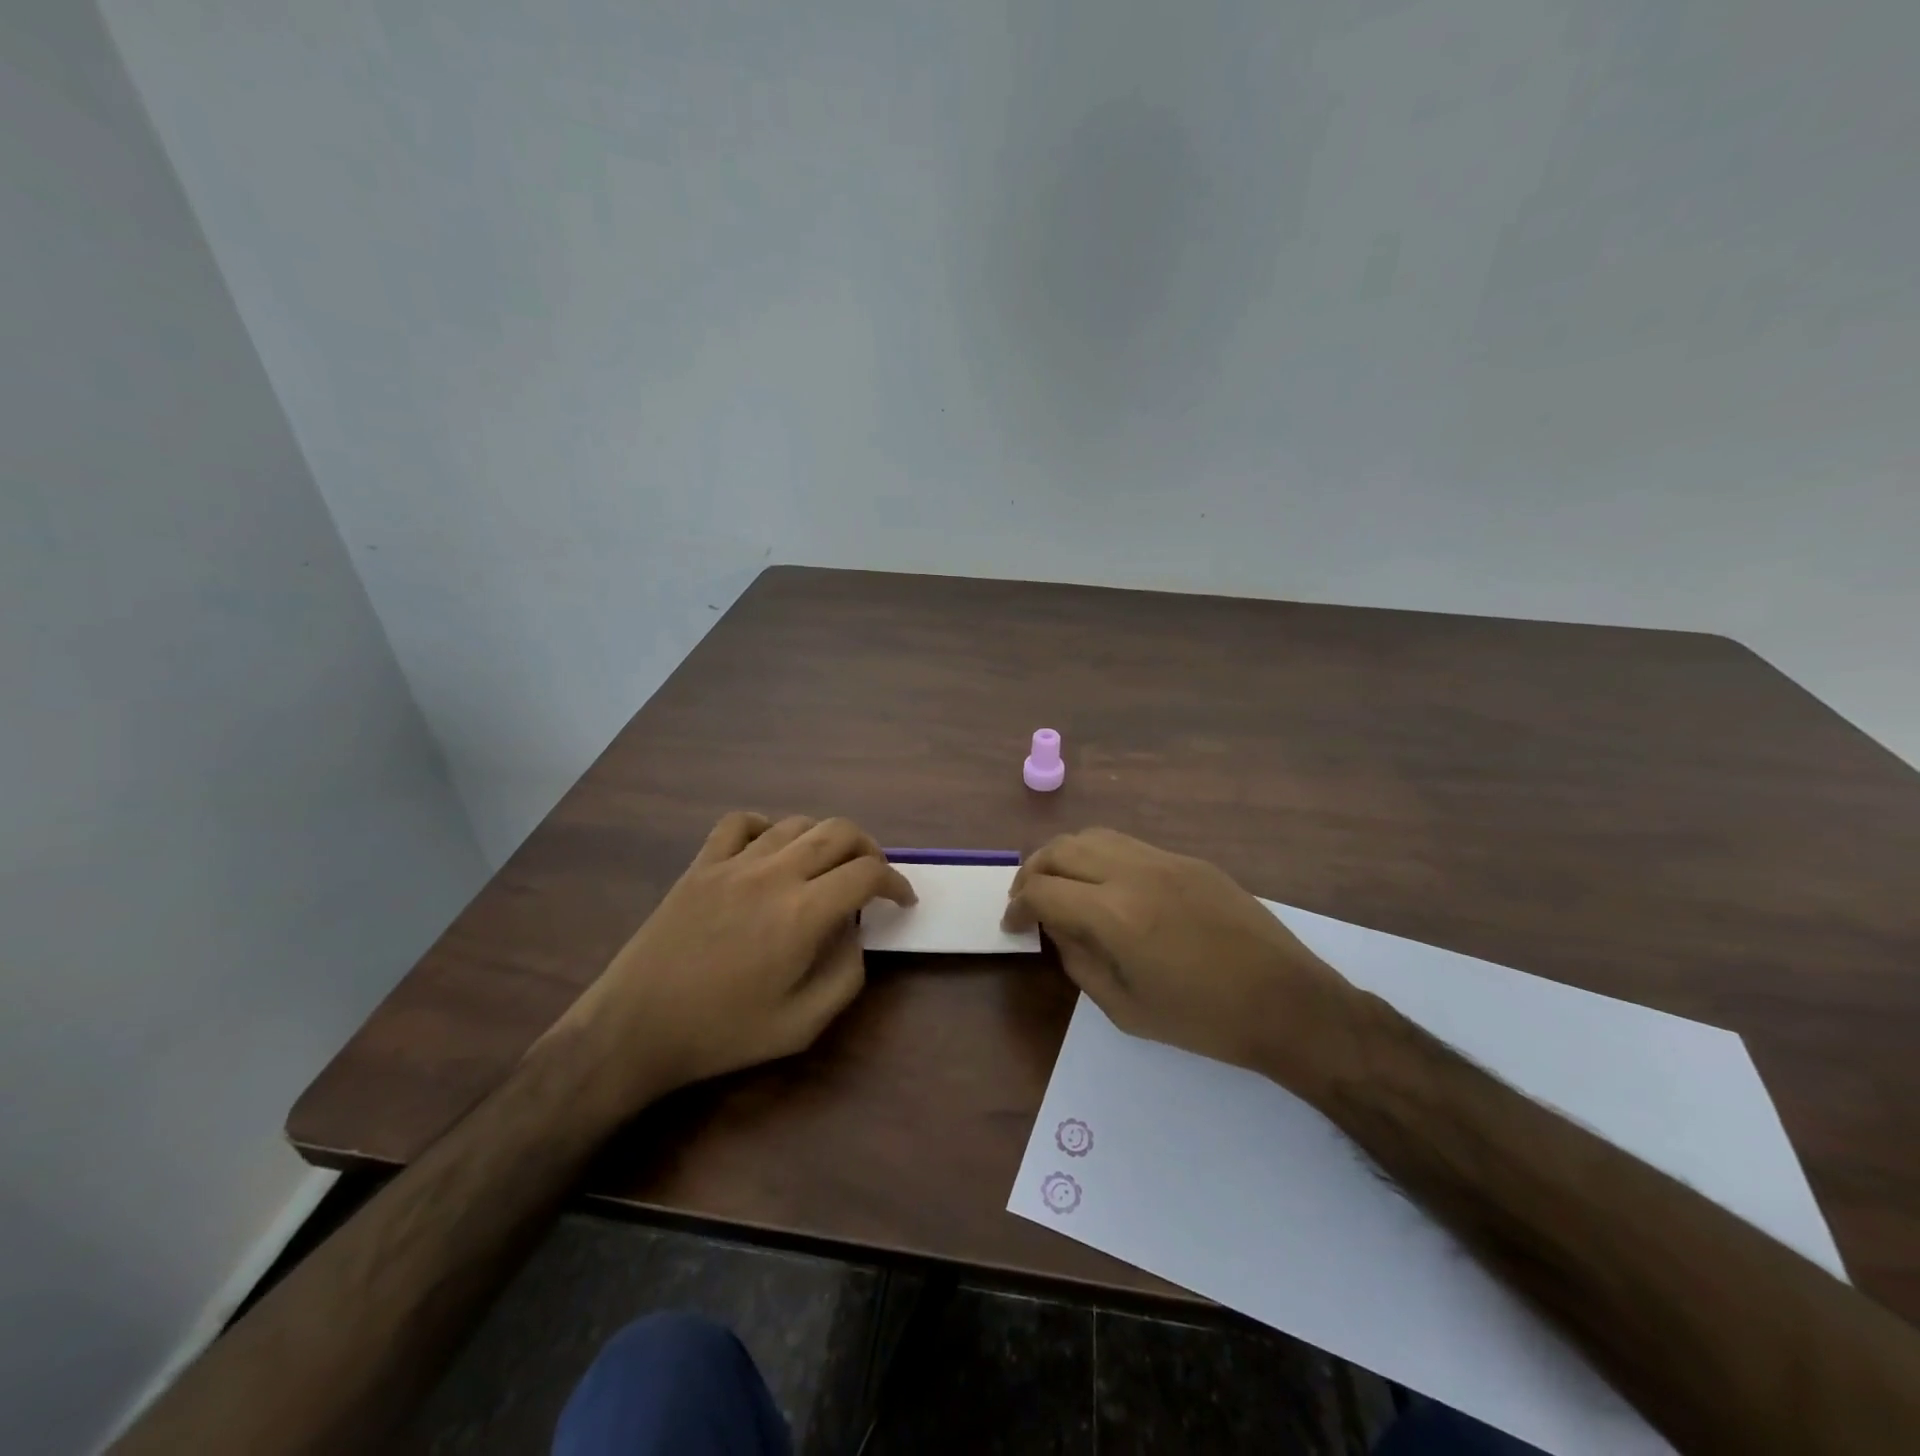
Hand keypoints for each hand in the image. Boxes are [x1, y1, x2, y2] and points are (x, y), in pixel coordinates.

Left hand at [560, 813, 914, 1109]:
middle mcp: (774, 874)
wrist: (635, 1029)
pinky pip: (741, 822)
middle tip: (872, 878)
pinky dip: (767, 827)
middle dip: (869, 850)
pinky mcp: (701, 864)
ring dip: (825, 838)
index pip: (867, 874)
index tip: (902, 900)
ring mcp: (734, 863)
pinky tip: (770, 850)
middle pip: (840, 831)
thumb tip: (855, 934)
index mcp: (803, 914)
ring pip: (797, 822)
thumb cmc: (721, 1033)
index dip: (896, 882)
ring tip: (828, 866)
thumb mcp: (801, 1026)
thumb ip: (845, 976)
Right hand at [1003, 828, 1363, 1099]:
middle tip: (1027, 902)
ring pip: (1093, 836)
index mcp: (1114, 915)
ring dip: (1064, 857)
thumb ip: (1079, 961)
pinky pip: (1128, 845)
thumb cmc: (1204, 1020)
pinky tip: (1107, 887)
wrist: (1288, 1003)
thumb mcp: (1125, 1008)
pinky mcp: (1189, 860)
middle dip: (1032, 873)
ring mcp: (1164, 860)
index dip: (1016, 907)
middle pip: (1060, 849)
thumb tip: (1058, 928)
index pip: (1042, 891)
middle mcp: (1133, 873)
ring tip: (1062, 887)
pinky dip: (1100, 857)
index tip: (1012, 926)